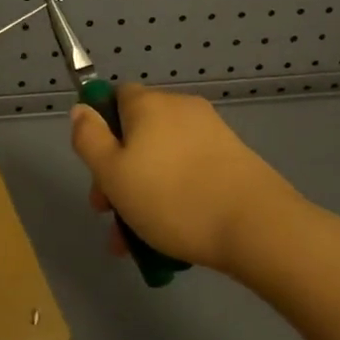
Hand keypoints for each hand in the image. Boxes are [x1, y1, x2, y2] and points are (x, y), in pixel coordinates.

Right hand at [68, 84, 306, 271]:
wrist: (257, 227)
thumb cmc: (172, 198)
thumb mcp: (112, 172)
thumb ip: (88, 138)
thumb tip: (82, 109)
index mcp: (149, 104)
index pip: (116, 97)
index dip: (100, 128)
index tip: (96, 167)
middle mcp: (181, 109)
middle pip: (137, 133)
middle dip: (118, 173)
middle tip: (109, 215)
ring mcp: (212, 134)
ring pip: (162, 160)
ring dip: (143, 193)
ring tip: (134, 242)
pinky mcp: (234, 161)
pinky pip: (190, 173)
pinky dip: (174, 196)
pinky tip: (169, 236)